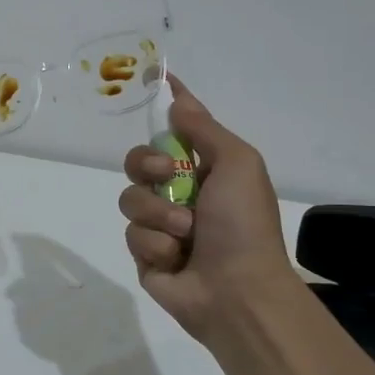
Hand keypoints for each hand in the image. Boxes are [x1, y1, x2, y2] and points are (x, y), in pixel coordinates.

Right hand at [119, 77, 293, 340]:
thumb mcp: (238, 164)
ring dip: (158, 213)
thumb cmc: (243, 223)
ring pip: (131, 198)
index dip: (166, 109)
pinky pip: (133, 234)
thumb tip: (178, 99)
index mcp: (206, 170)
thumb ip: (204, 129)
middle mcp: (181, 192)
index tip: (155, 83)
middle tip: (166, 173)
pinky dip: (156, 244)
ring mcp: (161, 224)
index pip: (178, 130)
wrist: (237, 291)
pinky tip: (176, 258)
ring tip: (185, 233)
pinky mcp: (145, 254)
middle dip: (147, 163)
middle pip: (139, 160)